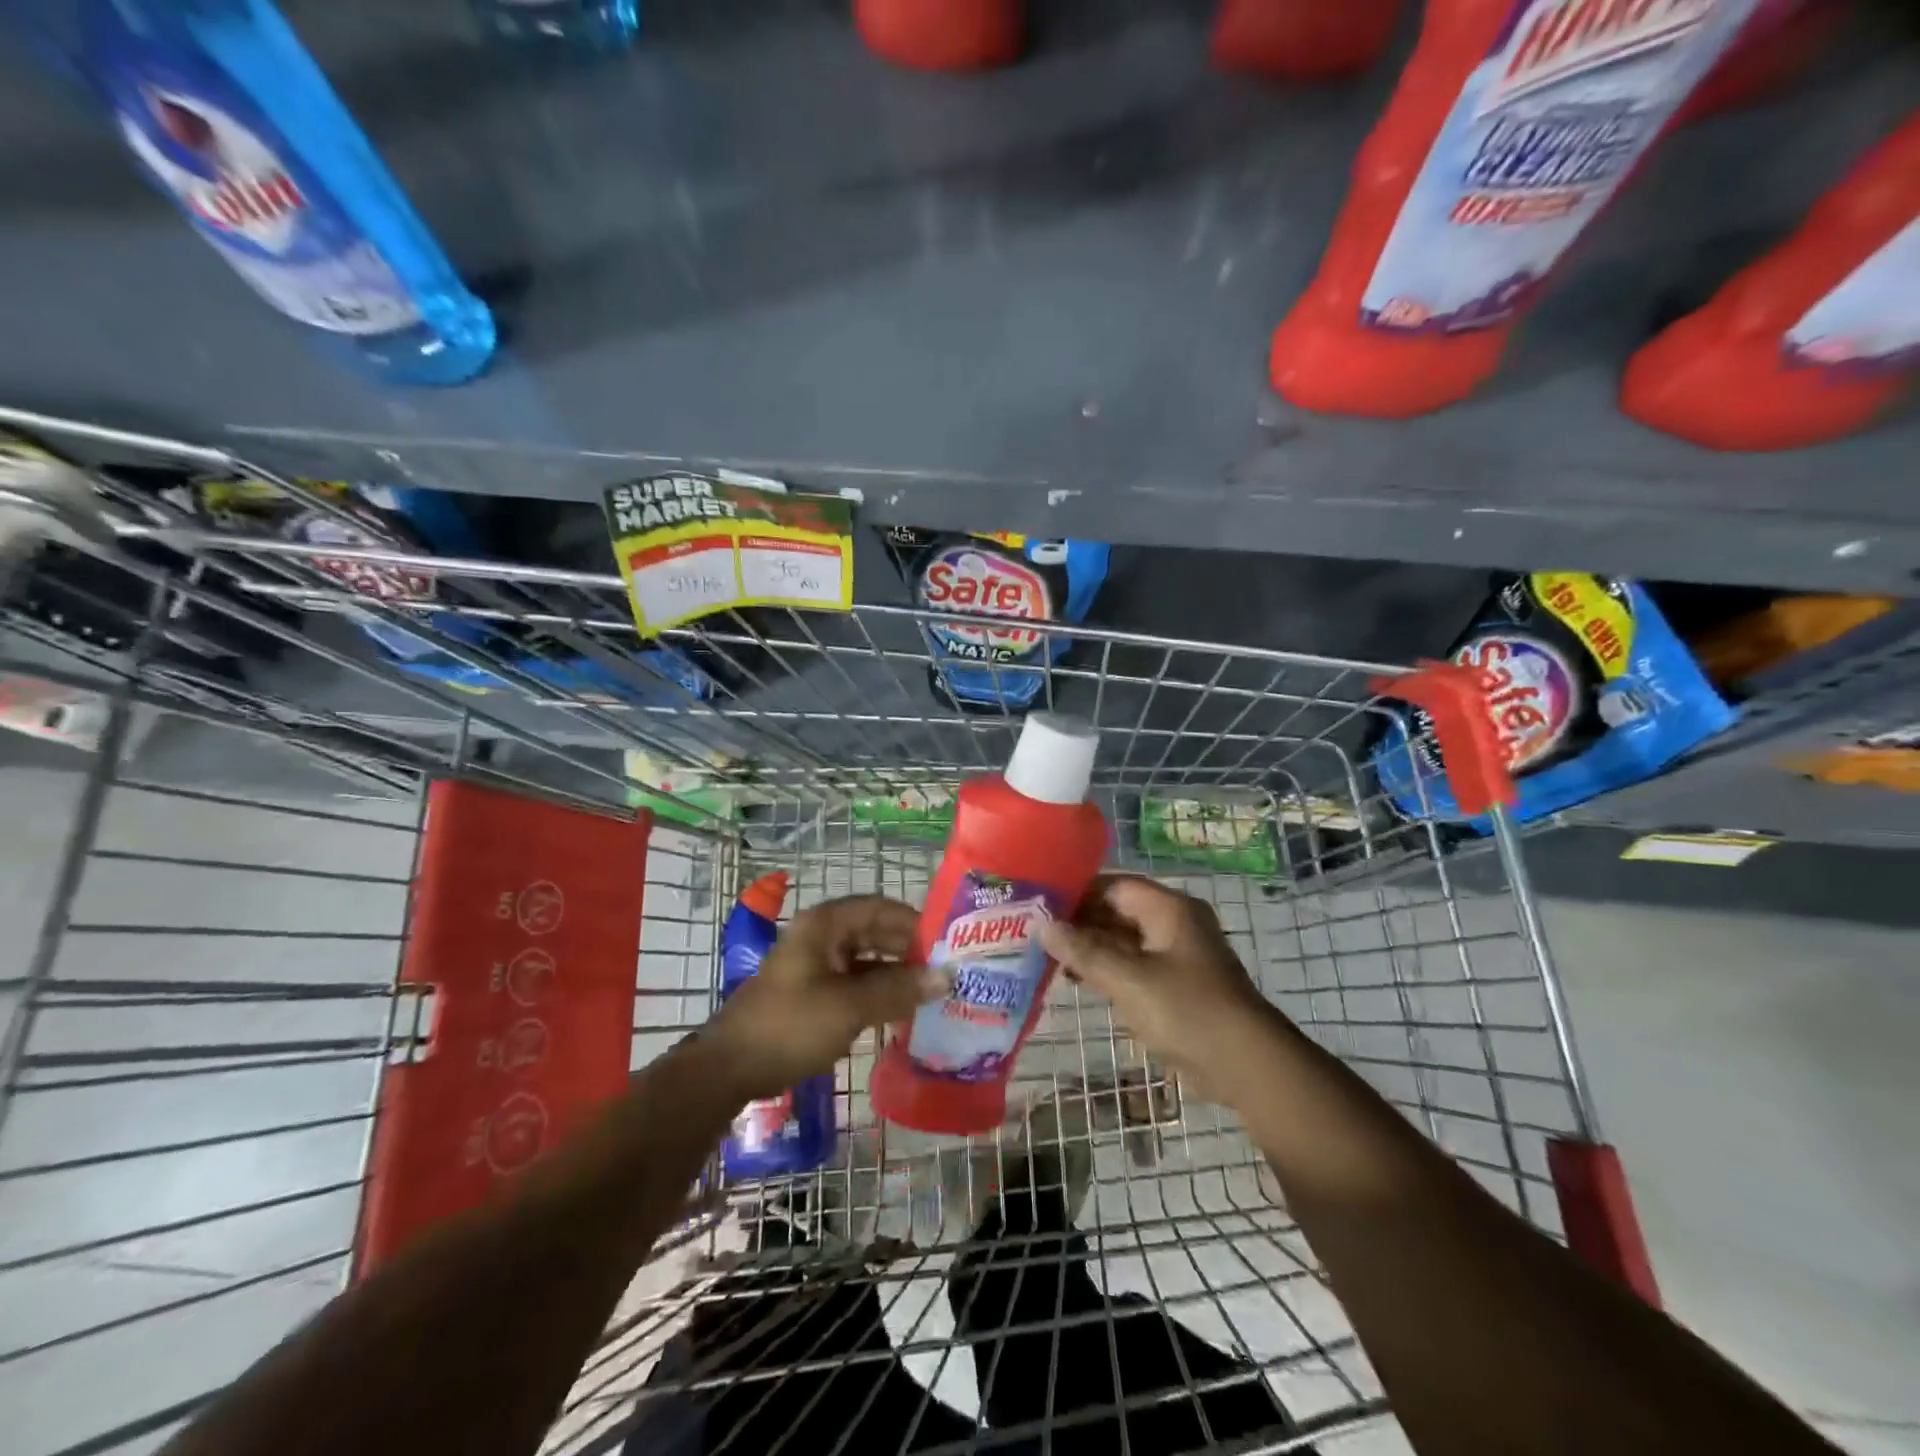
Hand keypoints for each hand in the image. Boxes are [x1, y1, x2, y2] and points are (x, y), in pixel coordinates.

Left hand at [704, 894, 942, 1101]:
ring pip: (867, 960)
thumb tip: (946, 977)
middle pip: (875, 932)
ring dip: (897, 973)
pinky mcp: (815, 992)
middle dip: (910, 949)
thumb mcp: (849, 1007)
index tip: (948, 941)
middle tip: (947, 968)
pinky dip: (880, 992)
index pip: (880, 908)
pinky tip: (904, 1009)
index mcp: (825, 925)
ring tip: (933, 990)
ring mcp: (817, 965)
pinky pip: (856, 982)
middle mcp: (822, 937)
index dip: (915, 921)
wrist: (730, 1069)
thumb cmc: (790, 1026)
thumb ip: (899, 989)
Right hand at [1039, 876, 1280, 1099]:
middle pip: (1118, 911)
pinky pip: (1134, 964)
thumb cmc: (1186, 1011)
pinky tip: (1078, 981)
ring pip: (1124, 939)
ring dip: (1090, 948)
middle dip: (1080, 922)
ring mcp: (1177, 954)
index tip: (1040, 905)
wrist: (1246, 1065)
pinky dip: (1108, 968)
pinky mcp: (1177, 984)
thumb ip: (1084, 951)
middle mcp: (1174, 923)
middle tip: (1036, 934)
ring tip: (1048, 958)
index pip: (1114, 885)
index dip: (1077, 892)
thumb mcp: (1128, 979)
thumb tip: (1043, 926)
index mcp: (1169, 909)